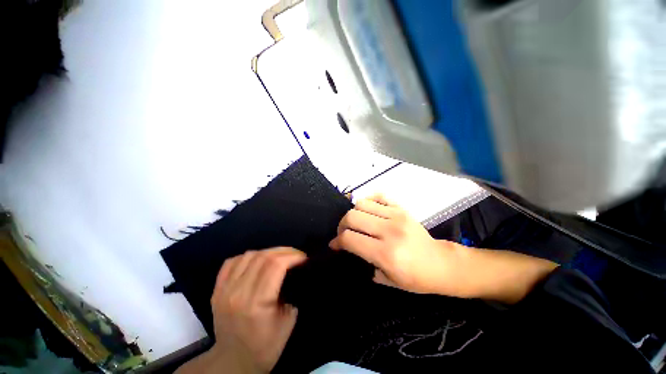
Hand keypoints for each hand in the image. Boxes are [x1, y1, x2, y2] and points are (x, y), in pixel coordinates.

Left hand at [209, 248, 305, 372]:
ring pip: (248, 255)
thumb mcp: (288, 321)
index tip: (304, 258)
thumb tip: (296, 271)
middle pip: (263, 256)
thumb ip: (292, 292)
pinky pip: (232, 262)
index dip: (292, 256)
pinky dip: (248, 257)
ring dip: (268, 252)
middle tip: (295, 255)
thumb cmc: (265, 346)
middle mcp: (238, 292)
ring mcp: (224, 290)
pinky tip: (257, 260)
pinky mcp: (216, 290)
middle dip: (284, 251)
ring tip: (279, 257)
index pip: (275, 265)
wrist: (233, 362)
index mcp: (257, 303)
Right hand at [329, 194, 470, 296]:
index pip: (350, 238)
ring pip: (362, 204)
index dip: (337, 241)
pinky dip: (368, 200)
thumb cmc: (415, 278)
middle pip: (352, 216)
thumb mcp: (387, 280)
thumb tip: (348, 246)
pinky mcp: (402, 208)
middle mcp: (389, 230)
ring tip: (355, 222)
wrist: (441, 263)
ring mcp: (397, 215)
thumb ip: (364, 262)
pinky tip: (367, 210)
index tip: (335, 244)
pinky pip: (379, 196)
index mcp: (385, 253)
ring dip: (353, 212)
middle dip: (341, 225)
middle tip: (343, 232)